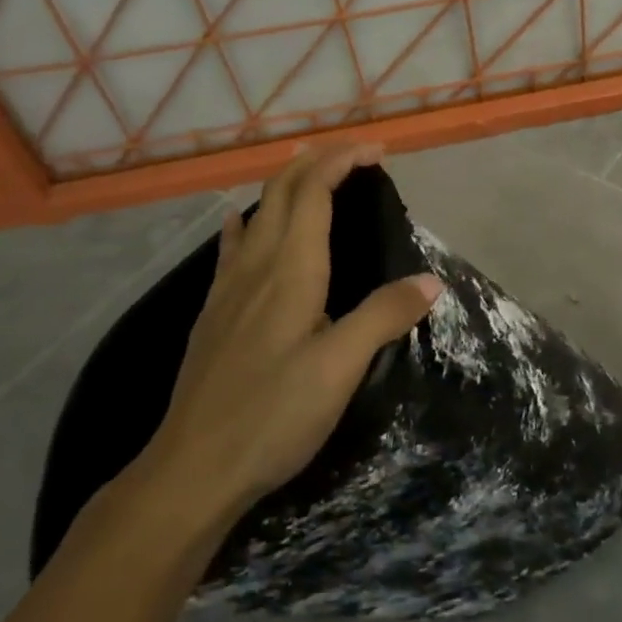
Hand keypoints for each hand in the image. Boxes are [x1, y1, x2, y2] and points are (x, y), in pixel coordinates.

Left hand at [138, 142, 440, 534]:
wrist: (191, 470)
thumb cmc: (272, 414)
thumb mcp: (340, 368)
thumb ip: (384, 316)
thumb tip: (430, 281)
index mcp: (290, 270)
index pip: (313, 193)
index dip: (342, 161)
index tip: (376, 151)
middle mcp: (257, 266)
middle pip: (282, 192)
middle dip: (317, 161)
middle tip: (355, 153)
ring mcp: (229, 288)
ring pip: (257, 213)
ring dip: (287, 183)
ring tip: (310, 170)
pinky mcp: (215, 313)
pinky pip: (233, 246)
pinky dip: (247, 220)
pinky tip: (240, 222)